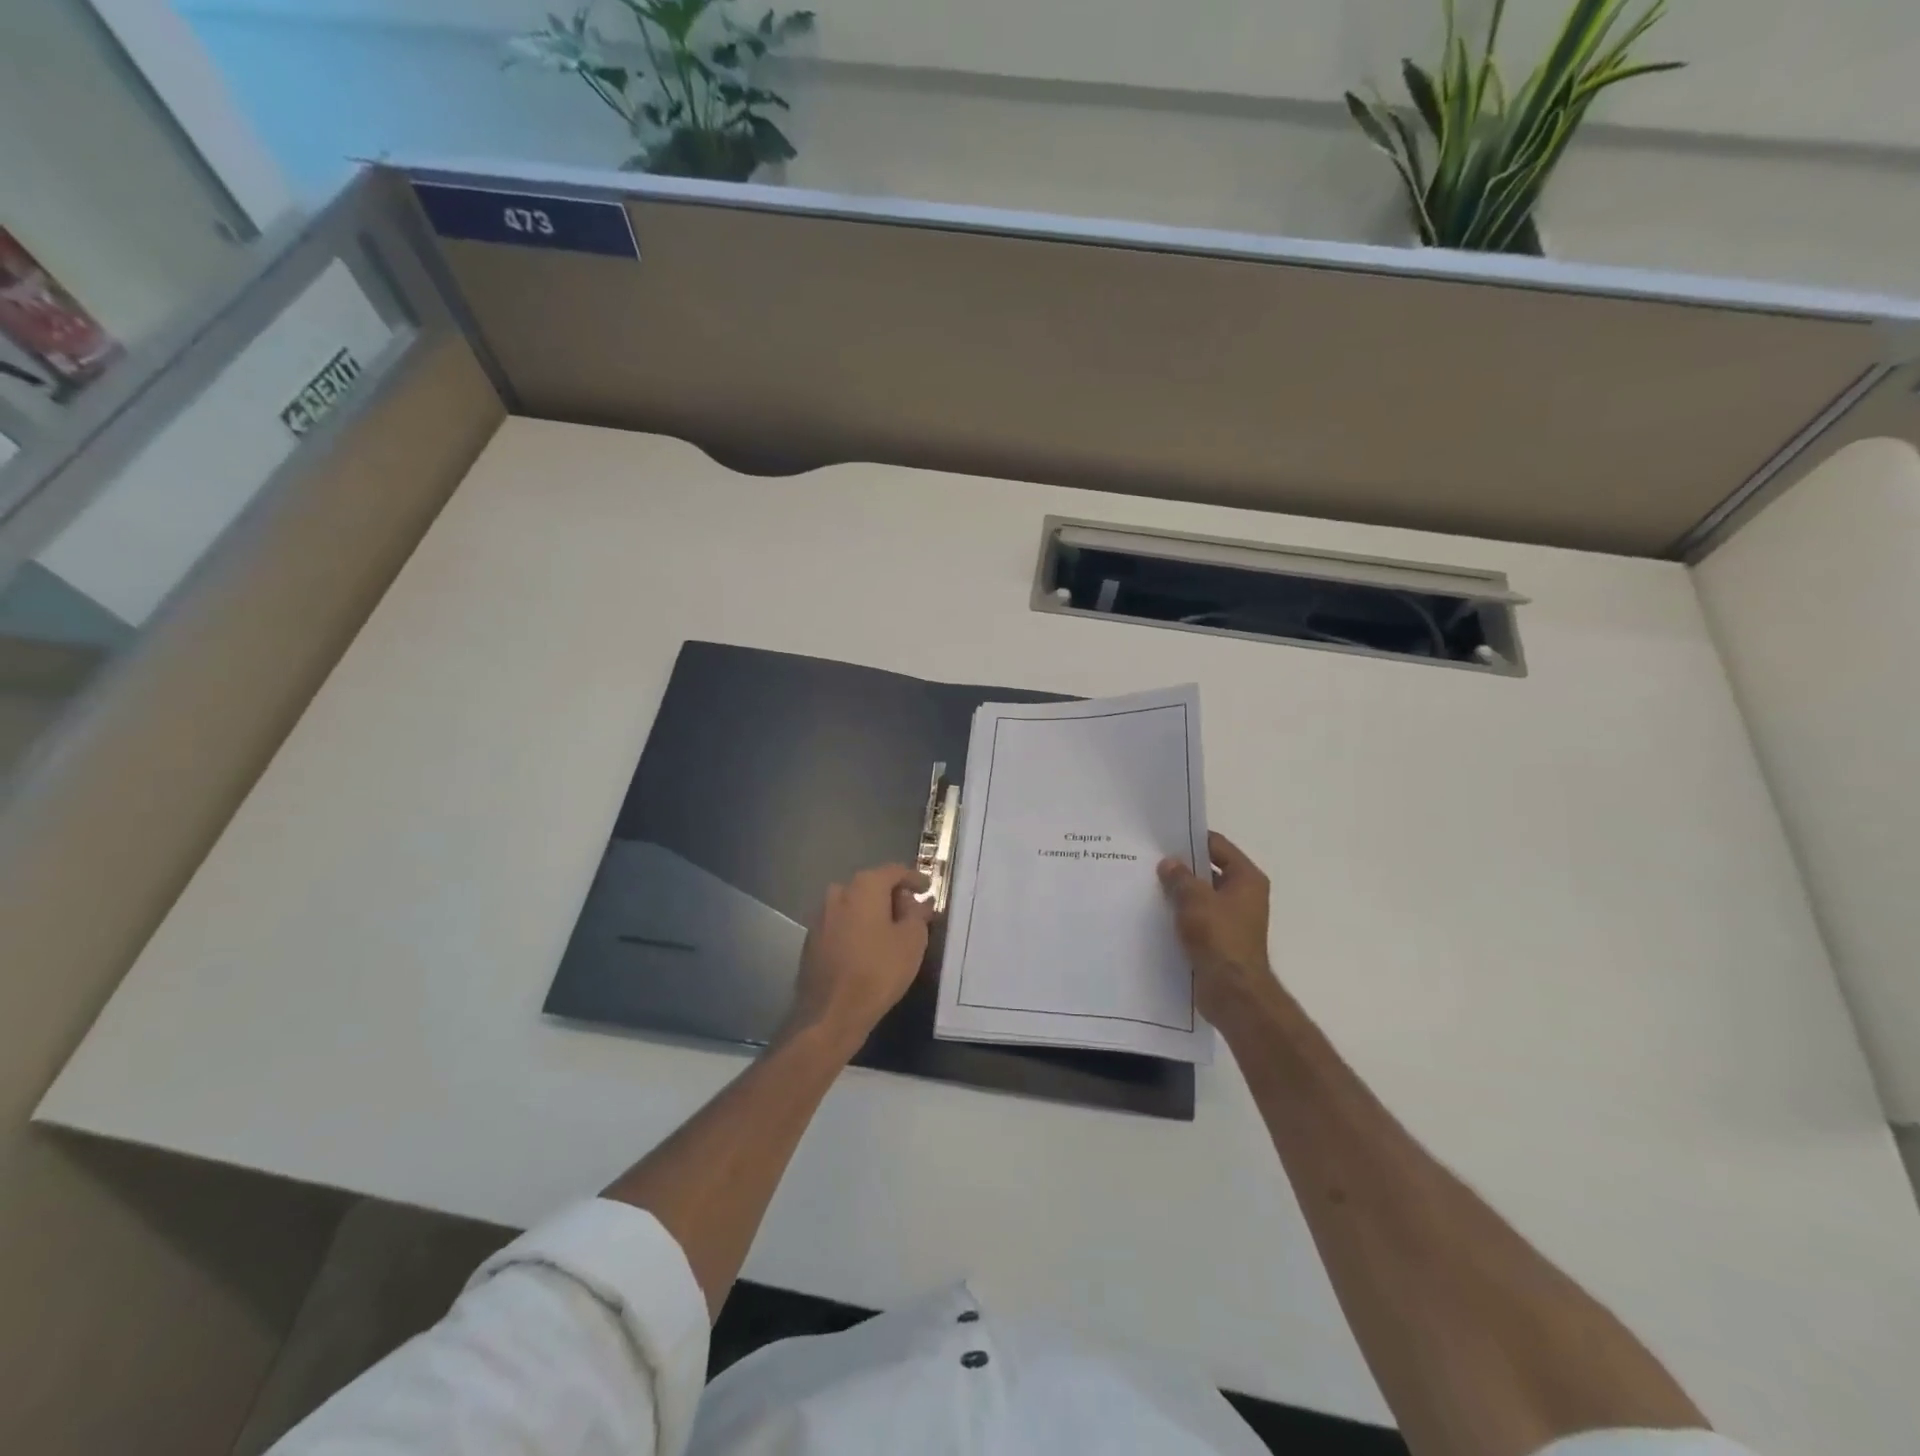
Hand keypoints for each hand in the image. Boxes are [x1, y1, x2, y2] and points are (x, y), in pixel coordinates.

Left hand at [782, 864, 932, 1055]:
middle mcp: (839, 893)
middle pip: (872, 886)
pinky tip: (870, 947)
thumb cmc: (878, 971)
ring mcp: (821, 915)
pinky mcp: (812, 938)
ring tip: (893, 933)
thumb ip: (917, 914)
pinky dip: (858, 928)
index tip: (928, 888)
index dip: (914, 878)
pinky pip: (842, 923)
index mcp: (864, 886)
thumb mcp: (911, 941)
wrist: (830, 1013)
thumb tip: (918, 902)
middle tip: (913, 914)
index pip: (894, 871)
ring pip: (855, 905)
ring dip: (875, 913)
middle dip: (894, 897)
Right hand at [1158, 831, 1274, 1022]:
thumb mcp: (1194, 899)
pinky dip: (1181, 915)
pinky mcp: (1221, 940)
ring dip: (1180, 893)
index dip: (1191, 840)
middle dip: (1182, 868)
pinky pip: (1198, 918)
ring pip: (1201, 896)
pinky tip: (1157, 913)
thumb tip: (1169, 863)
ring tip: (1148, 886)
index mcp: (1247, 878)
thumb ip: (1179, 877)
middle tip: (1150, 861)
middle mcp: (1244, 895)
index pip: (1218, 846)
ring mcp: (1233, 919)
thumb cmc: (1218, 936)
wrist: (1232, 991)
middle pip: (1209, 871)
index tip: (1163, 839)